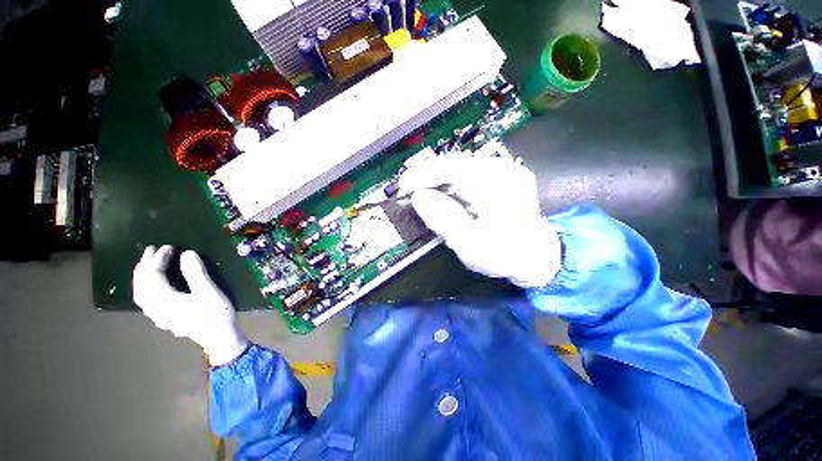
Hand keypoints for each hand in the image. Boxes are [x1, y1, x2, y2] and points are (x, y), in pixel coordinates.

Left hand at [132, 245, 247, 365]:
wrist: (222, 343)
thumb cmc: (217, 317)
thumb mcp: (211, 293)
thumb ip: (196, 273)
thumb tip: (185, 254)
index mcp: (168, 302)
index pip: (153, 275)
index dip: (159, 258)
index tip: (172, 247)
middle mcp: (159, 310)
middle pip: (142, 284)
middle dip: (146, 264)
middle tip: (155, 249)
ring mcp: (160, 317)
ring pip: (140, 293)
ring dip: (142, 276)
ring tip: (148, 263)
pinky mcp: (164, 320)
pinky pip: (145, 302)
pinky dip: (143, 289)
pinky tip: (149, 286)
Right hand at [399, 151, 561, 287]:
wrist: (536, 255)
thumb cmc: (505, 255)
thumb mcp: (472, 246)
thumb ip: (445, 220)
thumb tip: (419, 197)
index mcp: (497, 186)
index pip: (452, 168)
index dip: (423, 175)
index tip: (402, 187)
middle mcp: (503, 170)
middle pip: (456, 163)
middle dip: (429, 176)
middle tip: (408, 192)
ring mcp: (506, 169)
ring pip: (463, 165)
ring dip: (441, 178)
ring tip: (424, 194)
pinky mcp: (505, 173)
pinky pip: (472, 171)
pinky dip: (455, 181)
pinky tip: (446, 194)